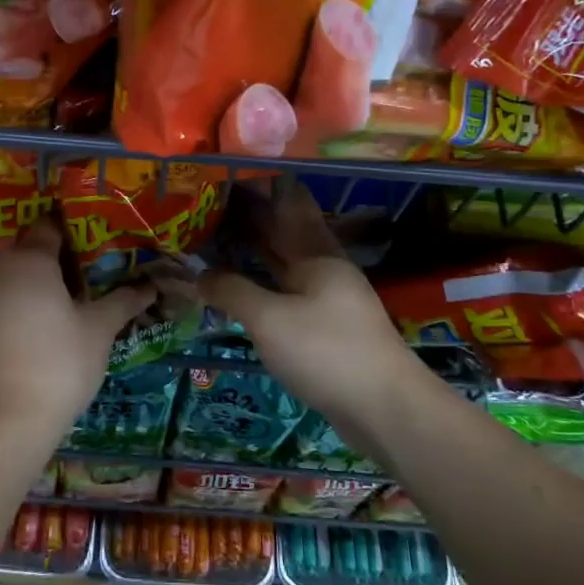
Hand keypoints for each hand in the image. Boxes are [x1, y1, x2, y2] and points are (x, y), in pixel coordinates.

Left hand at [0, 218, 155, 441]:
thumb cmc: (60, 361)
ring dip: (51, 275)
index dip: (79, 226)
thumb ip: (124, 300)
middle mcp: (3, 268)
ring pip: (23, 271)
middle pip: (35, 246)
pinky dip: (35, 295)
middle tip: (104, 260)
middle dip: (68, 251)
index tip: (106, 232)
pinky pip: (13, 293)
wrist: (10, 419)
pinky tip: (61, 312)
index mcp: (30, 259)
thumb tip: (151, 286)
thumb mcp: (99, 328)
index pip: (52, 225)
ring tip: (88, 286)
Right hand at [199, 181, 421, 429]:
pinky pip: (285, 292)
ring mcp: (327, 299)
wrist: (385, 410)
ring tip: (216, 238)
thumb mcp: (269, 319)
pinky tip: (240, 286)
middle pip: (285, 234)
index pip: (289, 205)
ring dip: (254, 251)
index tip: (229, 174)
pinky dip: (261, 283)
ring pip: (284, 265)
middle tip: (209, 204)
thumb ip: (232, 291)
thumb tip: (198, 274)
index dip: (261, 188)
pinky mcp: (325, 329)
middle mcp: (324, 269)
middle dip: (250, 217)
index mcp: (318, 254)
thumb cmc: (327, 352)